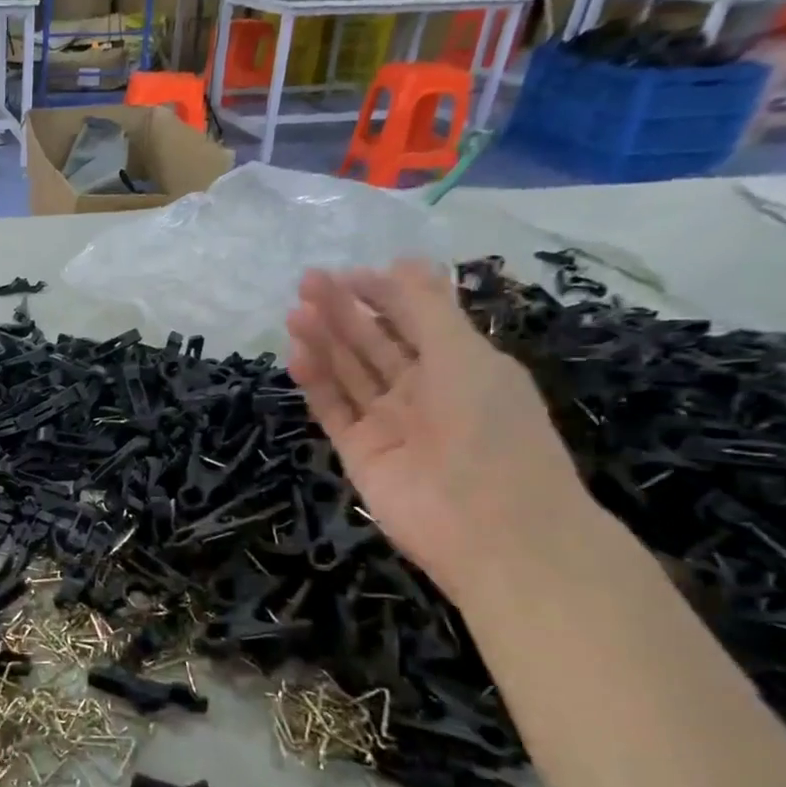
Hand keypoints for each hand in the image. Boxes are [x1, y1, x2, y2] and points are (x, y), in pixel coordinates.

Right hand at [285, 260, 594, 604]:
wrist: (490, 526)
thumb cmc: (489, 428)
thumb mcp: (465, 355)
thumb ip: (428, 309)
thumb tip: (402, 260)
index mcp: (459, 366)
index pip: (413, 320)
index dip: (381, 293)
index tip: (347, 273)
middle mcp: (422, 391)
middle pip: (374, 343)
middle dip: (344, 311)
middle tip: (307, 282)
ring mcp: (389, 424)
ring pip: (349, 373)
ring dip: (324, 341)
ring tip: (295, 313)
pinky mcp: (360, 452)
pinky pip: (334, 410)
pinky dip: (316, 383)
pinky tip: (297, 354)